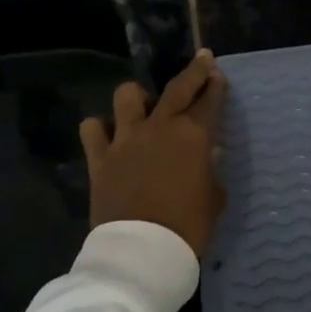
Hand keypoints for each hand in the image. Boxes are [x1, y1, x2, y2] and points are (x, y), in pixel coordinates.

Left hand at [80, 49, 228, 256]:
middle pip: (178, 87)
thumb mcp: (214, 198)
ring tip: (143, 107)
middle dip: (194, 71)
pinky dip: (100, 129)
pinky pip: (92, 129)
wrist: (142, 251)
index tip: (218, 74)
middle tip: (202, 60)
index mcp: (193, 135)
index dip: (216, 86)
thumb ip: (210, 170)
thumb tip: (206, 155)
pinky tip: (108, 136)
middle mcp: (159, 127)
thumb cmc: (188, 226)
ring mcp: (126, 139)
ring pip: (127, 96)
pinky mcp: (100, 157)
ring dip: (138, 97)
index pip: (209, 101)